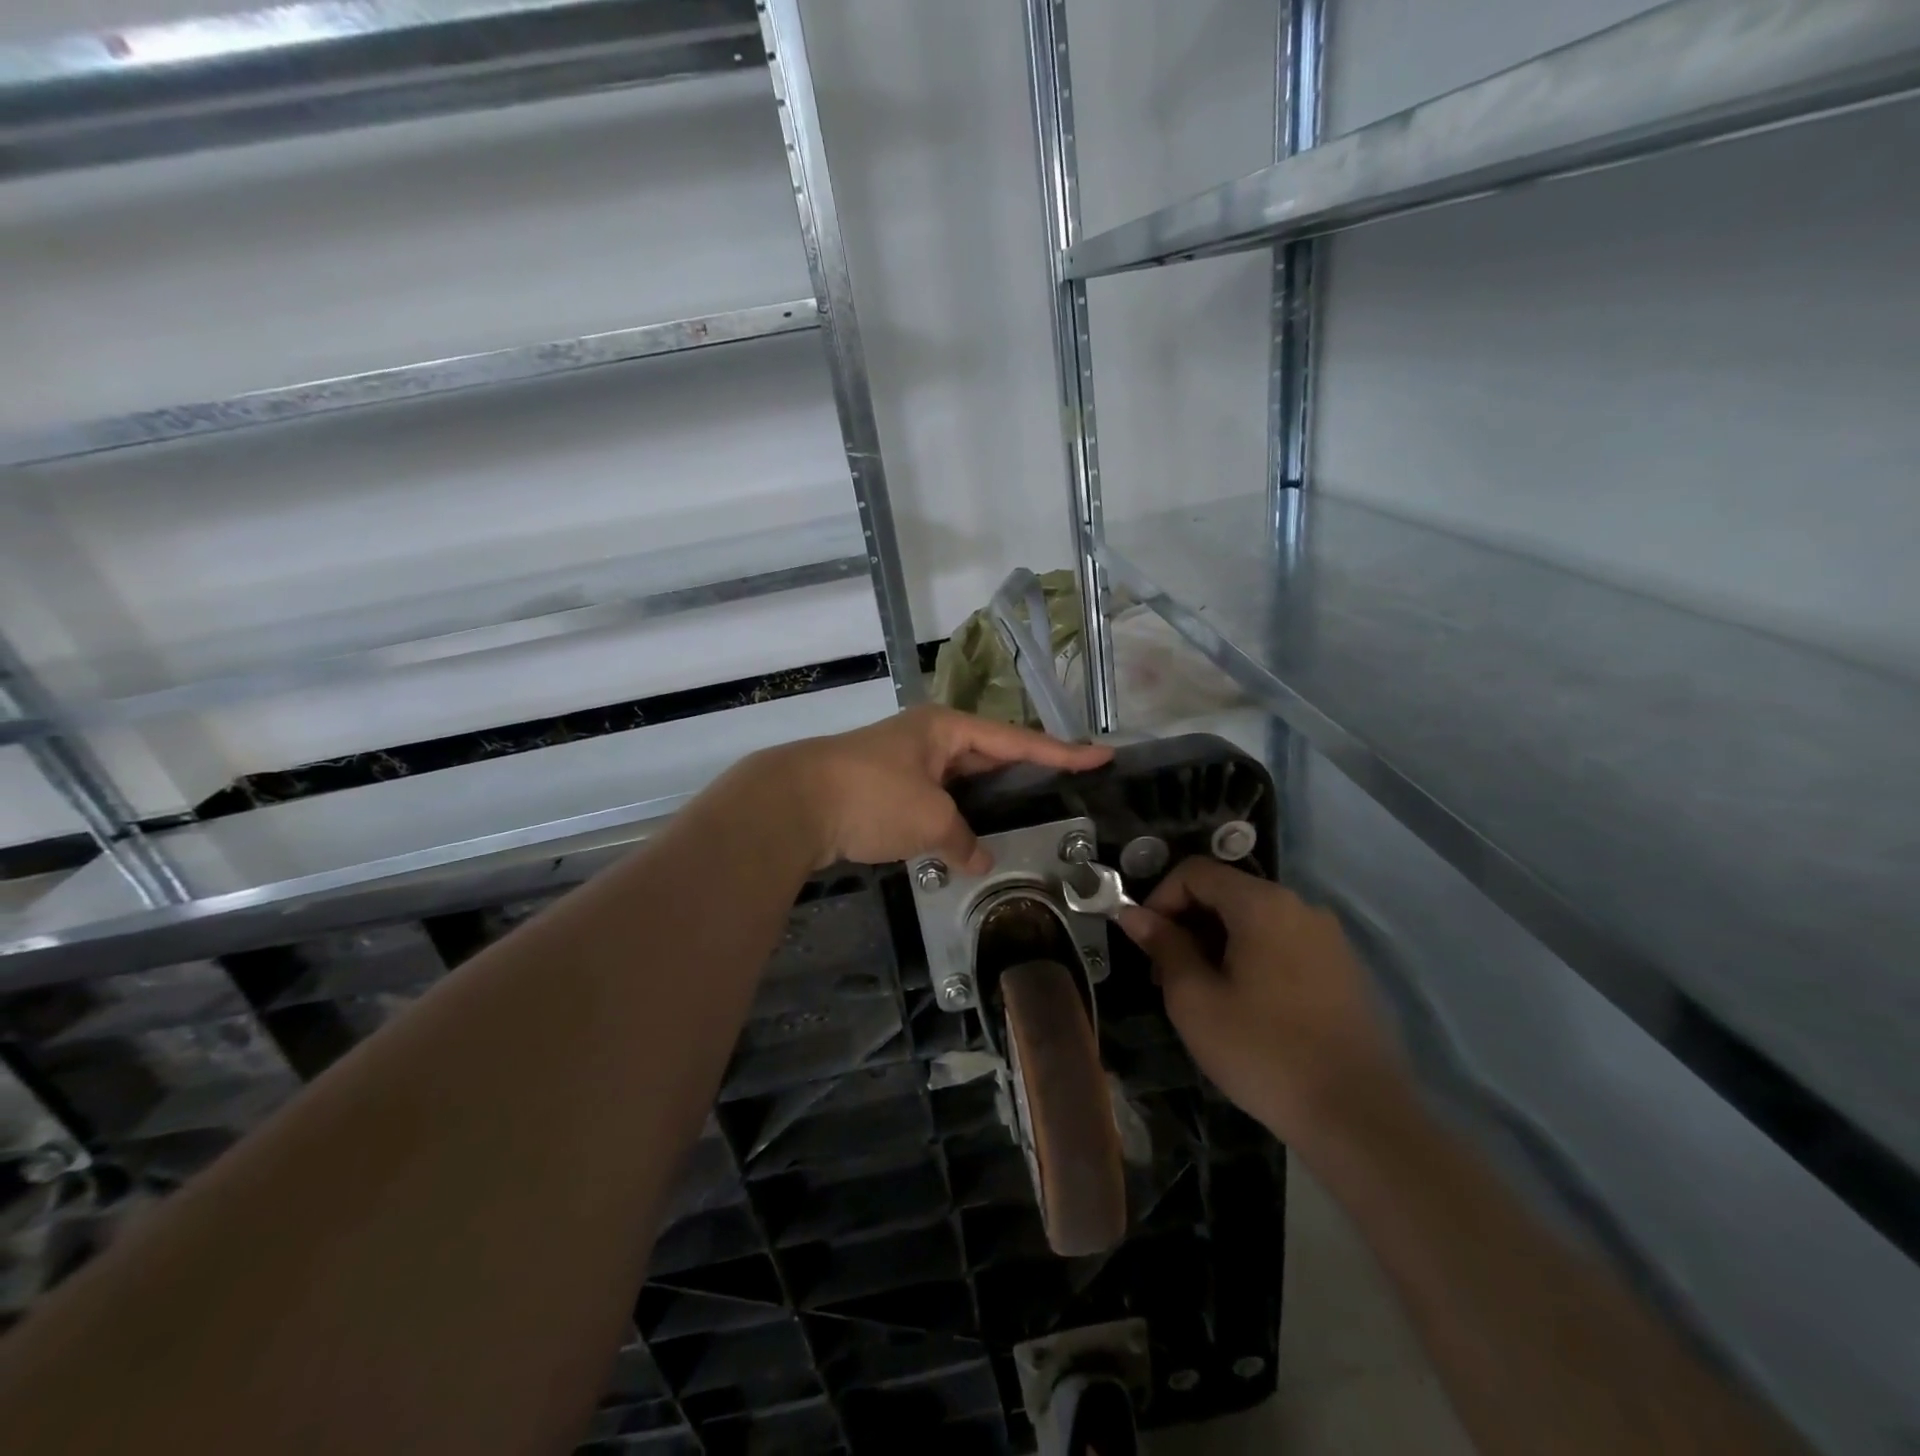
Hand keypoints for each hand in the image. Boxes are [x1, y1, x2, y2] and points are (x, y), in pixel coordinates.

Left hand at [765, 706, 1110, 871]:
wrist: (792, 805)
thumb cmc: (871, 797)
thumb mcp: (929, 819)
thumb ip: (962, 840)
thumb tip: (979, 860)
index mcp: (947, 728)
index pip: (1017, 740)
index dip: (1062, 751)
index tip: (1102, 753)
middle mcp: (929, 737)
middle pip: (990, 754)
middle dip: (1026, 771)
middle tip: (1067, 785)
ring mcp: (905, 761)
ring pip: (961, 779)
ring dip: (988, 799)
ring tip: (1028, 814)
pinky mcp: (886, 787)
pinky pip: (937, 797)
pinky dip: (956, 815)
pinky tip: (971, 836)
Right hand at [1117, 858, 1406, 1145]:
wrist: (1360, 1118)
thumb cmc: (1265, 1052)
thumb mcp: (1195, 1000)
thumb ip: (1163, 947)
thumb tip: (1133, 914)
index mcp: (1263, 904)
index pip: (1196, 871)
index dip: (1160, 898)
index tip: (1146, 943)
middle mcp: (1300, 907)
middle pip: (1227, 893)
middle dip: (1187, 924)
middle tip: (1166, 975)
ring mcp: (1328, 938)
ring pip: (1254, 920)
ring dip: (1217, 943)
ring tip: (1202, 995)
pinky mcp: (1343, 969)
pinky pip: (1282, 944)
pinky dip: (1251, 958)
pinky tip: (1245, 1006)